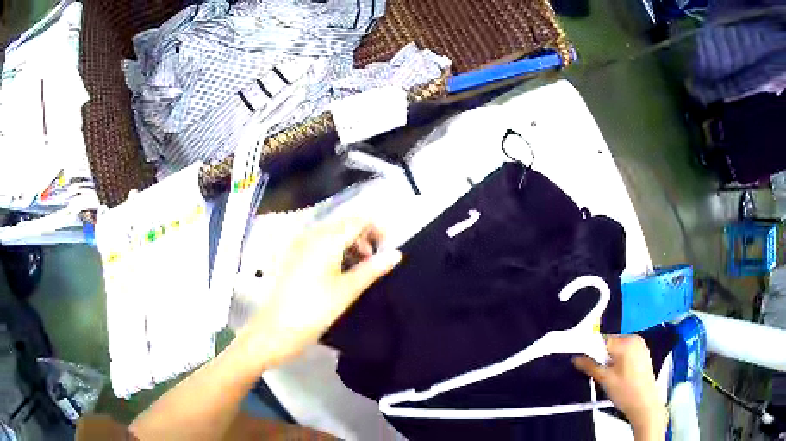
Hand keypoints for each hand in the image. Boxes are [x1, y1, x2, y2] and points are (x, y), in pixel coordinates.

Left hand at [235, 217, 401, 369]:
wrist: (276, 330)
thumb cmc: (315, 310)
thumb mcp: (348, 290)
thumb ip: (373, 269)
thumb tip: (396, 254)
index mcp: (326, 239)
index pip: (357, 220)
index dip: (376, 228)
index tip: (387, 248)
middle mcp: (310, 235)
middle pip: (343, 224)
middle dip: (363, 237)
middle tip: (374, 261)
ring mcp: (298, 245)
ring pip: (330, 233)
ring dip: (349, 244)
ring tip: (358, 268)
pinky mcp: (292, 256)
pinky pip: (318, 243)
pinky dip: (333, 250)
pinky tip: (338, 270)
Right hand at [572, 335, 666, 440]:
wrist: (644, 405)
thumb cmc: (625, 391)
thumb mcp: (604, 379)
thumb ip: (589, 365)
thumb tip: (575, 358)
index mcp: (626, 341)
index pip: (601, 339)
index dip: (590, 350)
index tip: (582, 361)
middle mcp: (635, 338)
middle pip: (609, 343)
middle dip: (600, 356)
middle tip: (598, 373)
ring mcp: (641, 345)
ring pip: (617, 348)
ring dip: (609, 359)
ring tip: (608, 376)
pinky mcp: (643, 353)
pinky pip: (625, 352)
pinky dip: (618, 360)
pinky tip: (618, 375)